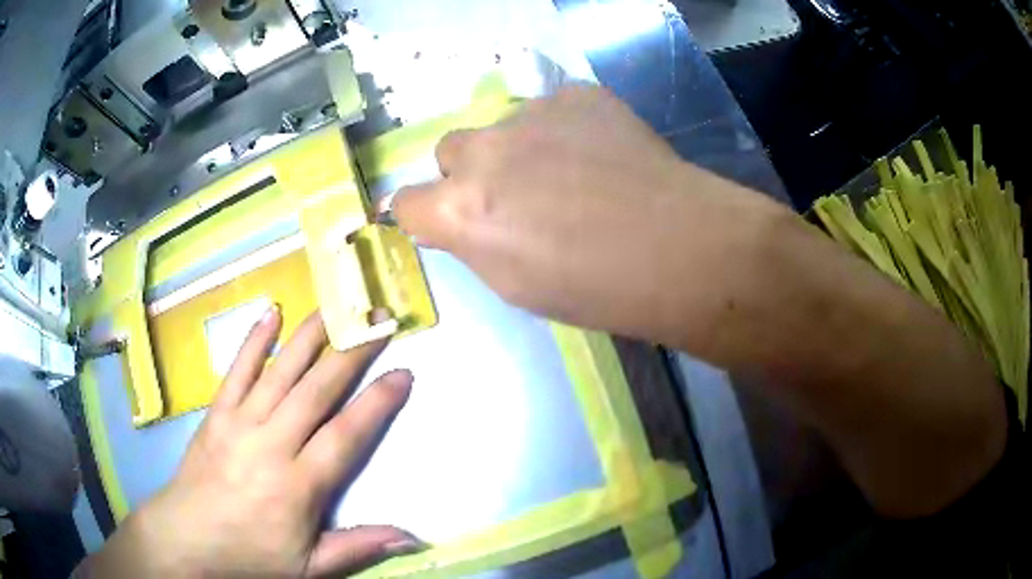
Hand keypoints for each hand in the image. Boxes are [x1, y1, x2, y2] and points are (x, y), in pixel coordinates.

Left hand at [78, 309, 421, 576]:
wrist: (187, 537)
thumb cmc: (251, 554)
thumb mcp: (310, 567)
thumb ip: (358, 547)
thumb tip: (413, 536)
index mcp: (298, 485)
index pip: (346, 435)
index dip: (377, 402)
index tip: (403, 373)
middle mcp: (271, 444)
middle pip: (317, 390)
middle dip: (353, 353)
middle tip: (380, 322)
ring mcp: (240, 422)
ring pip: (281, 371)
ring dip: (312, 335)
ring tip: (338, 305)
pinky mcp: (217, 412)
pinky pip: (238, 369)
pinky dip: (256, 339)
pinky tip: (272, 311)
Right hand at [393, 85, 786, 350]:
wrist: (678, 248)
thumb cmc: (595, 289)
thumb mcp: (514, 285)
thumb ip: (474, 242)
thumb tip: (462, 218)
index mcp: (461, 209)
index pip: (405, 201)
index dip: (423, 213)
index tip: (443, 219)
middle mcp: (484, 151)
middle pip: (449, 149)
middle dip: (470, 172)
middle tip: (515, 194)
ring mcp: (532, 113)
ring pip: (503, 125)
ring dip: (519, 147)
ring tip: (572, 172)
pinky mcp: (577, 94)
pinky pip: (553, 107)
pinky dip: (565, 128)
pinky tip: (601, 154)